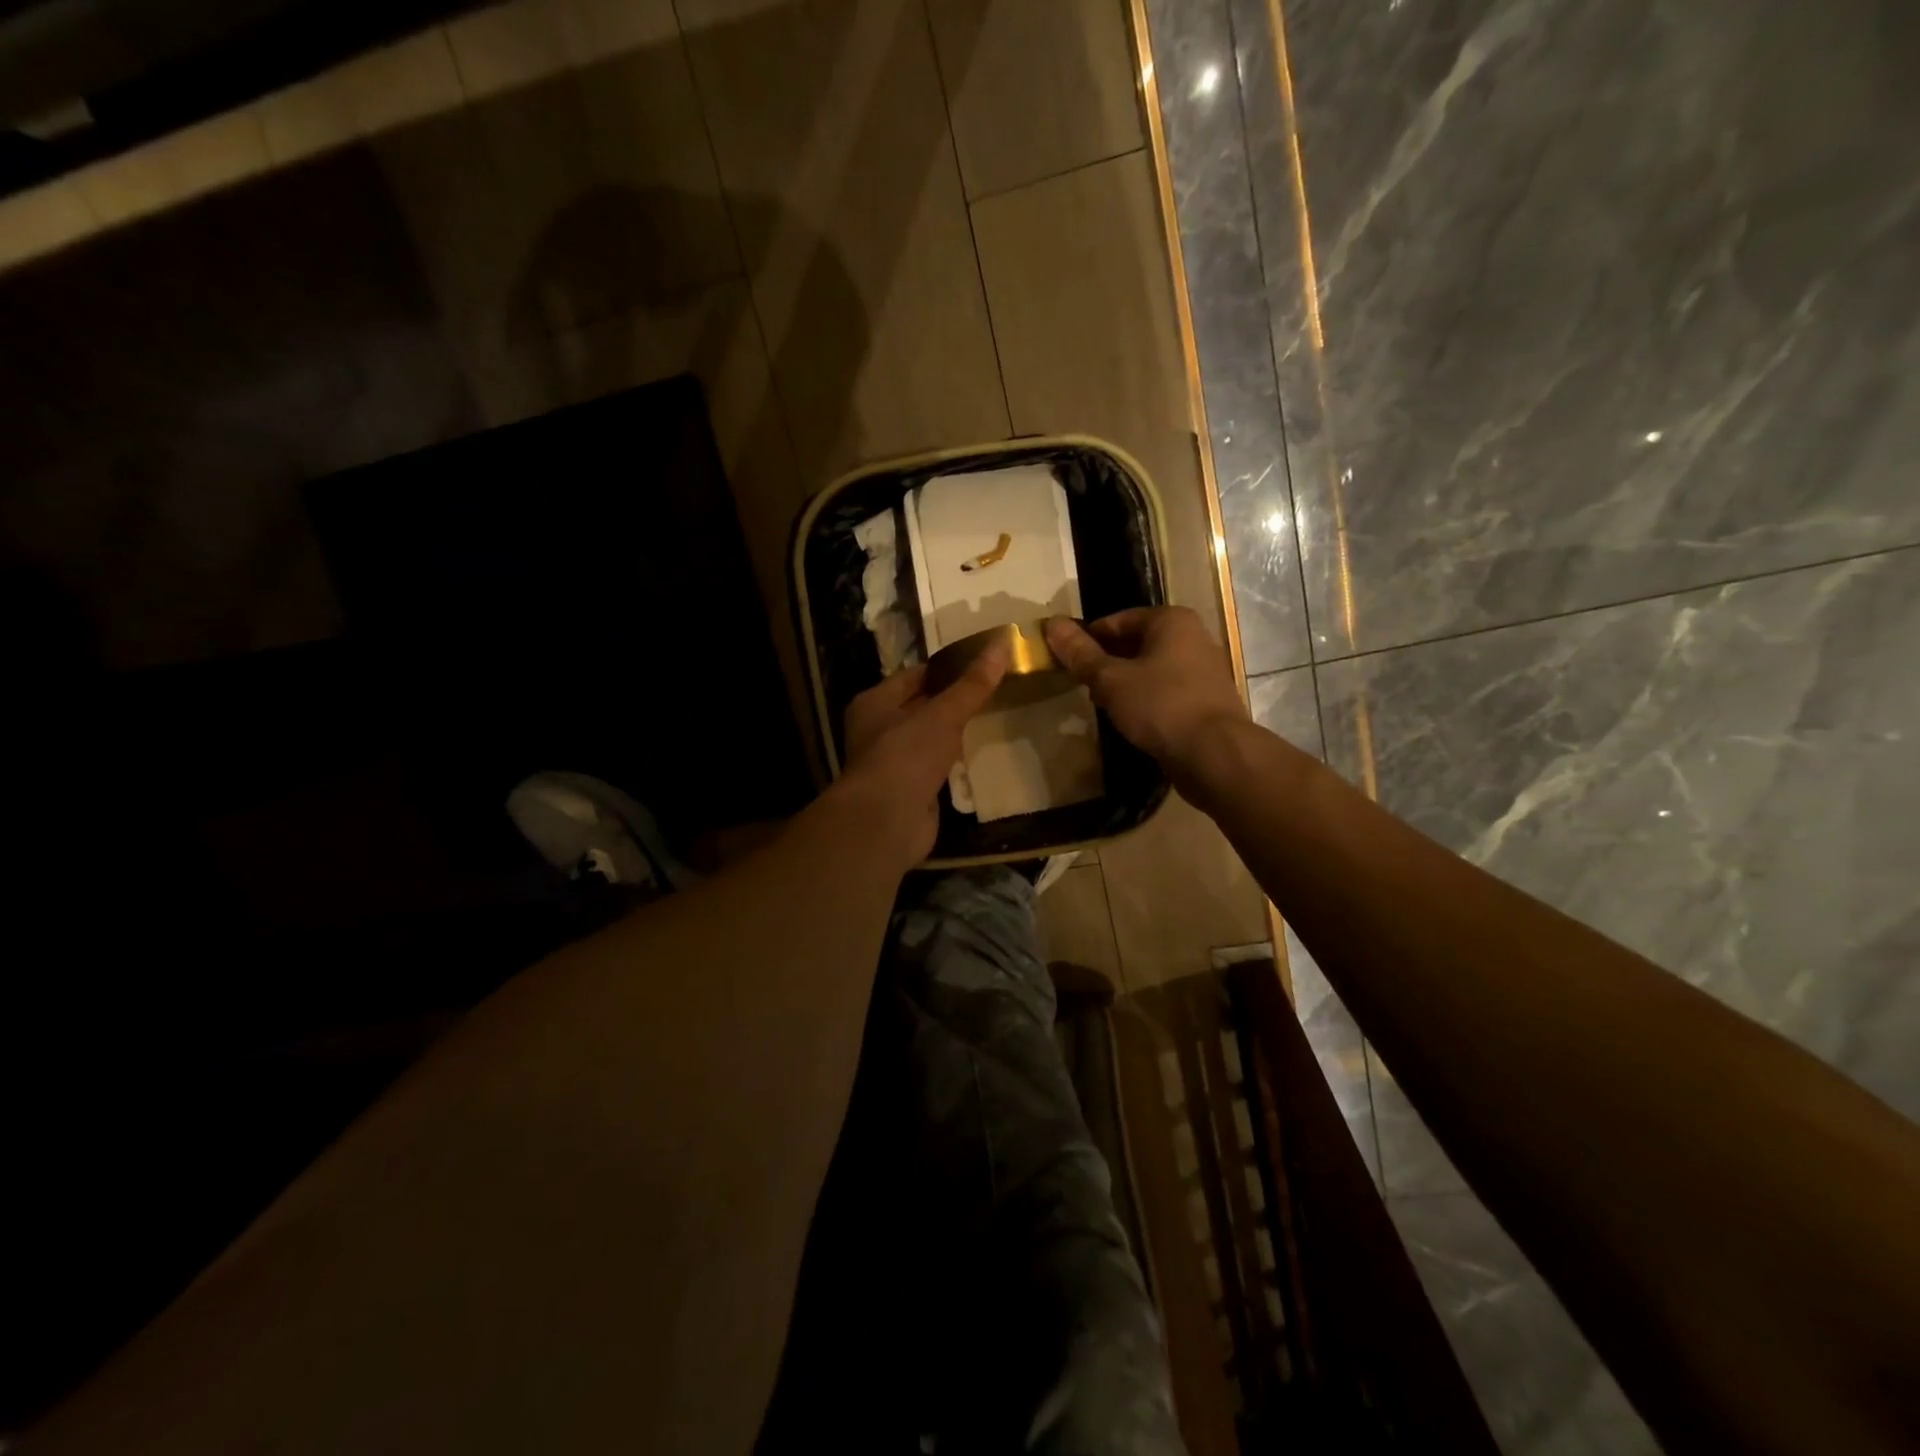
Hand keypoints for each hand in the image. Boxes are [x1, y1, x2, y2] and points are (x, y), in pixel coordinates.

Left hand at [839, 646, 1008, 863]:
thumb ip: (972, 685)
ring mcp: (892, 763)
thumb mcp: (943, 714)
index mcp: (874, 703)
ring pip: (927, 739)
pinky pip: (934, 768)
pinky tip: (977, 755)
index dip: (945, 668)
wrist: (887, 822)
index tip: (979, 663)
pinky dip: (952, 762)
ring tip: (990, 718)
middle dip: (951, 701)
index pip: (913, 676)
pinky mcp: (908, 790)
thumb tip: (1001, 645)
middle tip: (991, 689)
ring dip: (952, 733)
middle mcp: (877, 730)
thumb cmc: (907, 756)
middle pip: (920, 707)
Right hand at [1045, 607, 1246, 770]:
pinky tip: (1130, 721)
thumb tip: (1051, 624)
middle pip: (1135, 644)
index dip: (1087, 640)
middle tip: (1082, 686)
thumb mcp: (1111, 679)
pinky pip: (1166, 691)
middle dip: (1106, 664)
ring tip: (1102, 705)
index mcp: (1171, 620)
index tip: (1067, 662)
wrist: (1215, 754)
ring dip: (1124, 684)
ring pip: (1151, 669)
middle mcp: (1192, 637)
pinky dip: (1146, 700)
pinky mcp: (1206, 700)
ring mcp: (1203, 670)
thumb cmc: (1161, 706)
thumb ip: (1081, 653)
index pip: (1116, 620)